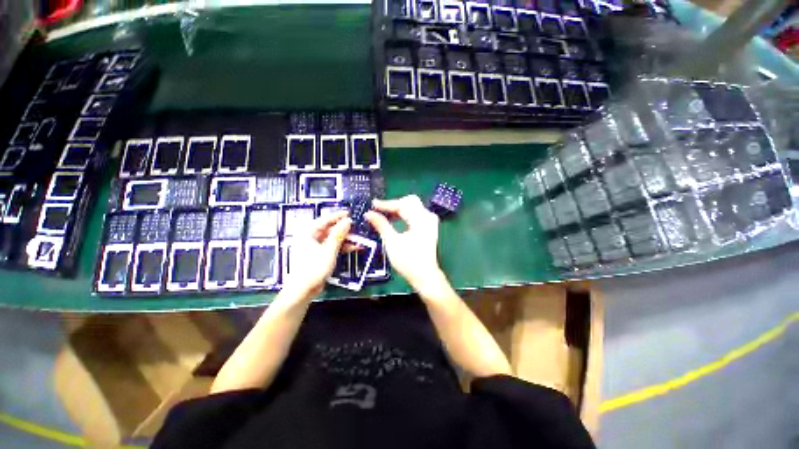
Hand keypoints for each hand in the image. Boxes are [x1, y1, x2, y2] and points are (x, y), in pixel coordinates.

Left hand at [283, 212, 350, 298]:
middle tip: (358, 228)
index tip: (352, 213)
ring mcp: (314, 245)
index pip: (326, 219)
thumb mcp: (329, 250)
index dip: (339, 216)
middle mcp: (310, 236)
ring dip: (345, 239)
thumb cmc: (314, 268)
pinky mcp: (318, 253)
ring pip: (332, 237)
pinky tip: (354, 247)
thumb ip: (339, 234)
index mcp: (308, 231)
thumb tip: (348, 220)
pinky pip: (331, 246)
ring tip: (359, 239)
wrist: (303, 290)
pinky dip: (341, 246)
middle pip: (330, 228)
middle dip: (345, 229)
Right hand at [365, 196, 446, 294]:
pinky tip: (393, 220)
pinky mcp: (428, 227)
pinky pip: (414, 214)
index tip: (372, 205)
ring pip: (412, 207)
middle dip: (393, 205)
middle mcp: (428, 216)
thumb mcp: (392, 242)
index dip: (386, 204)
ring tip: (383, 215)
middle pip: (409, 202)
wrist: (425, 276)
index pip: (403, 204)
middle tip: (378, 210)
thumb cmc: (408, 261)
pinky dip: (403, 215)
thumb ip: (381, 225)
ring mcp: (429, 221)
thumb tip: (368, 213)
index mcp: (421, 219)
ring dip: (398, 210)